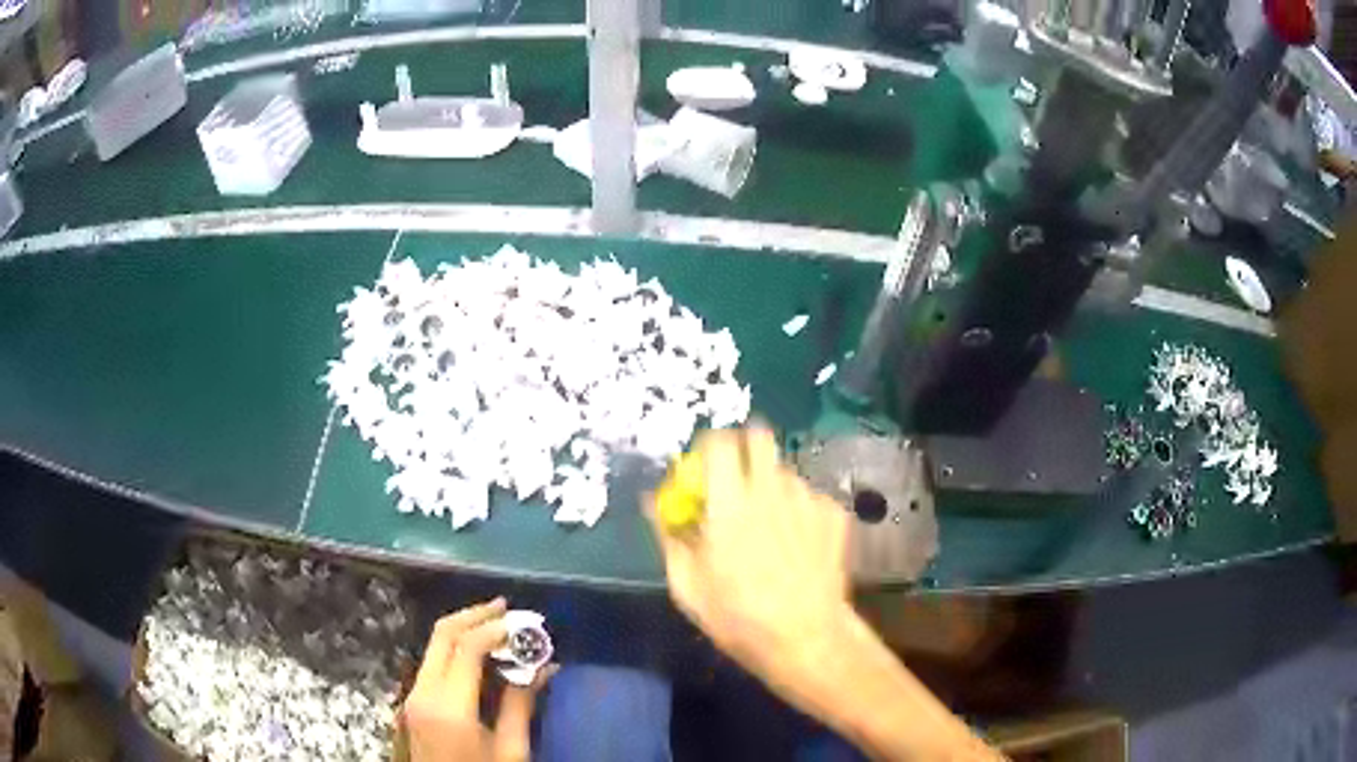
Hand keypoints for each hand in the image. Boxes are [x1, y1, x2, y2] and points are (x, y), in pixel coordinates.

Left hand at [401, 599, 554, 761]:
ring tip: (500, 627)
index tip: (525, 622)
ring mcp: (413, 696)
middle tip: (508, 608)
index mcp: (448, 706)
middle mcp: (422, 692)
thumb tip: (545, 666)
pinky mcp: (414, 703)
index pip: (466, 648)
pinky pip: (434, 662)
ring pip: (434, 645)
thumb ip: (522, 704)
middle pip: (442, 634)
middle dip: (475, 615)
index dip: (496, 628)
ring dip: (465, 630)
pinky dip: (457, 649)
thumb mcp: (511, 750)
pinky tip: (482, 654)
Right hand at [647, 427, 853, 695]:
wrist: (806, 637)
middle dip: (745, 448)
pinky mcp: (834, 515)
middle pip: (760, 437)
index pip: (719, 443)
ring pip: (785, 471)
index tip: (703, 464)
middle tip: (736, 480)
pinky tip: (798, 543)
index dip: (708, 444)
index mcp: (730, 505)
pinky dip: (799, 510)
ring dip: (771, 486)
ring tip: (770, 525)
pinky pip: (809, 497)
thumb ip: (669, 536)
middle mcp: (771, 491)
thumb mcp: (688, 586)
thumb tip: (652, 502)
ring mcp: (809, 500)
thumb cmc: (739, 618)